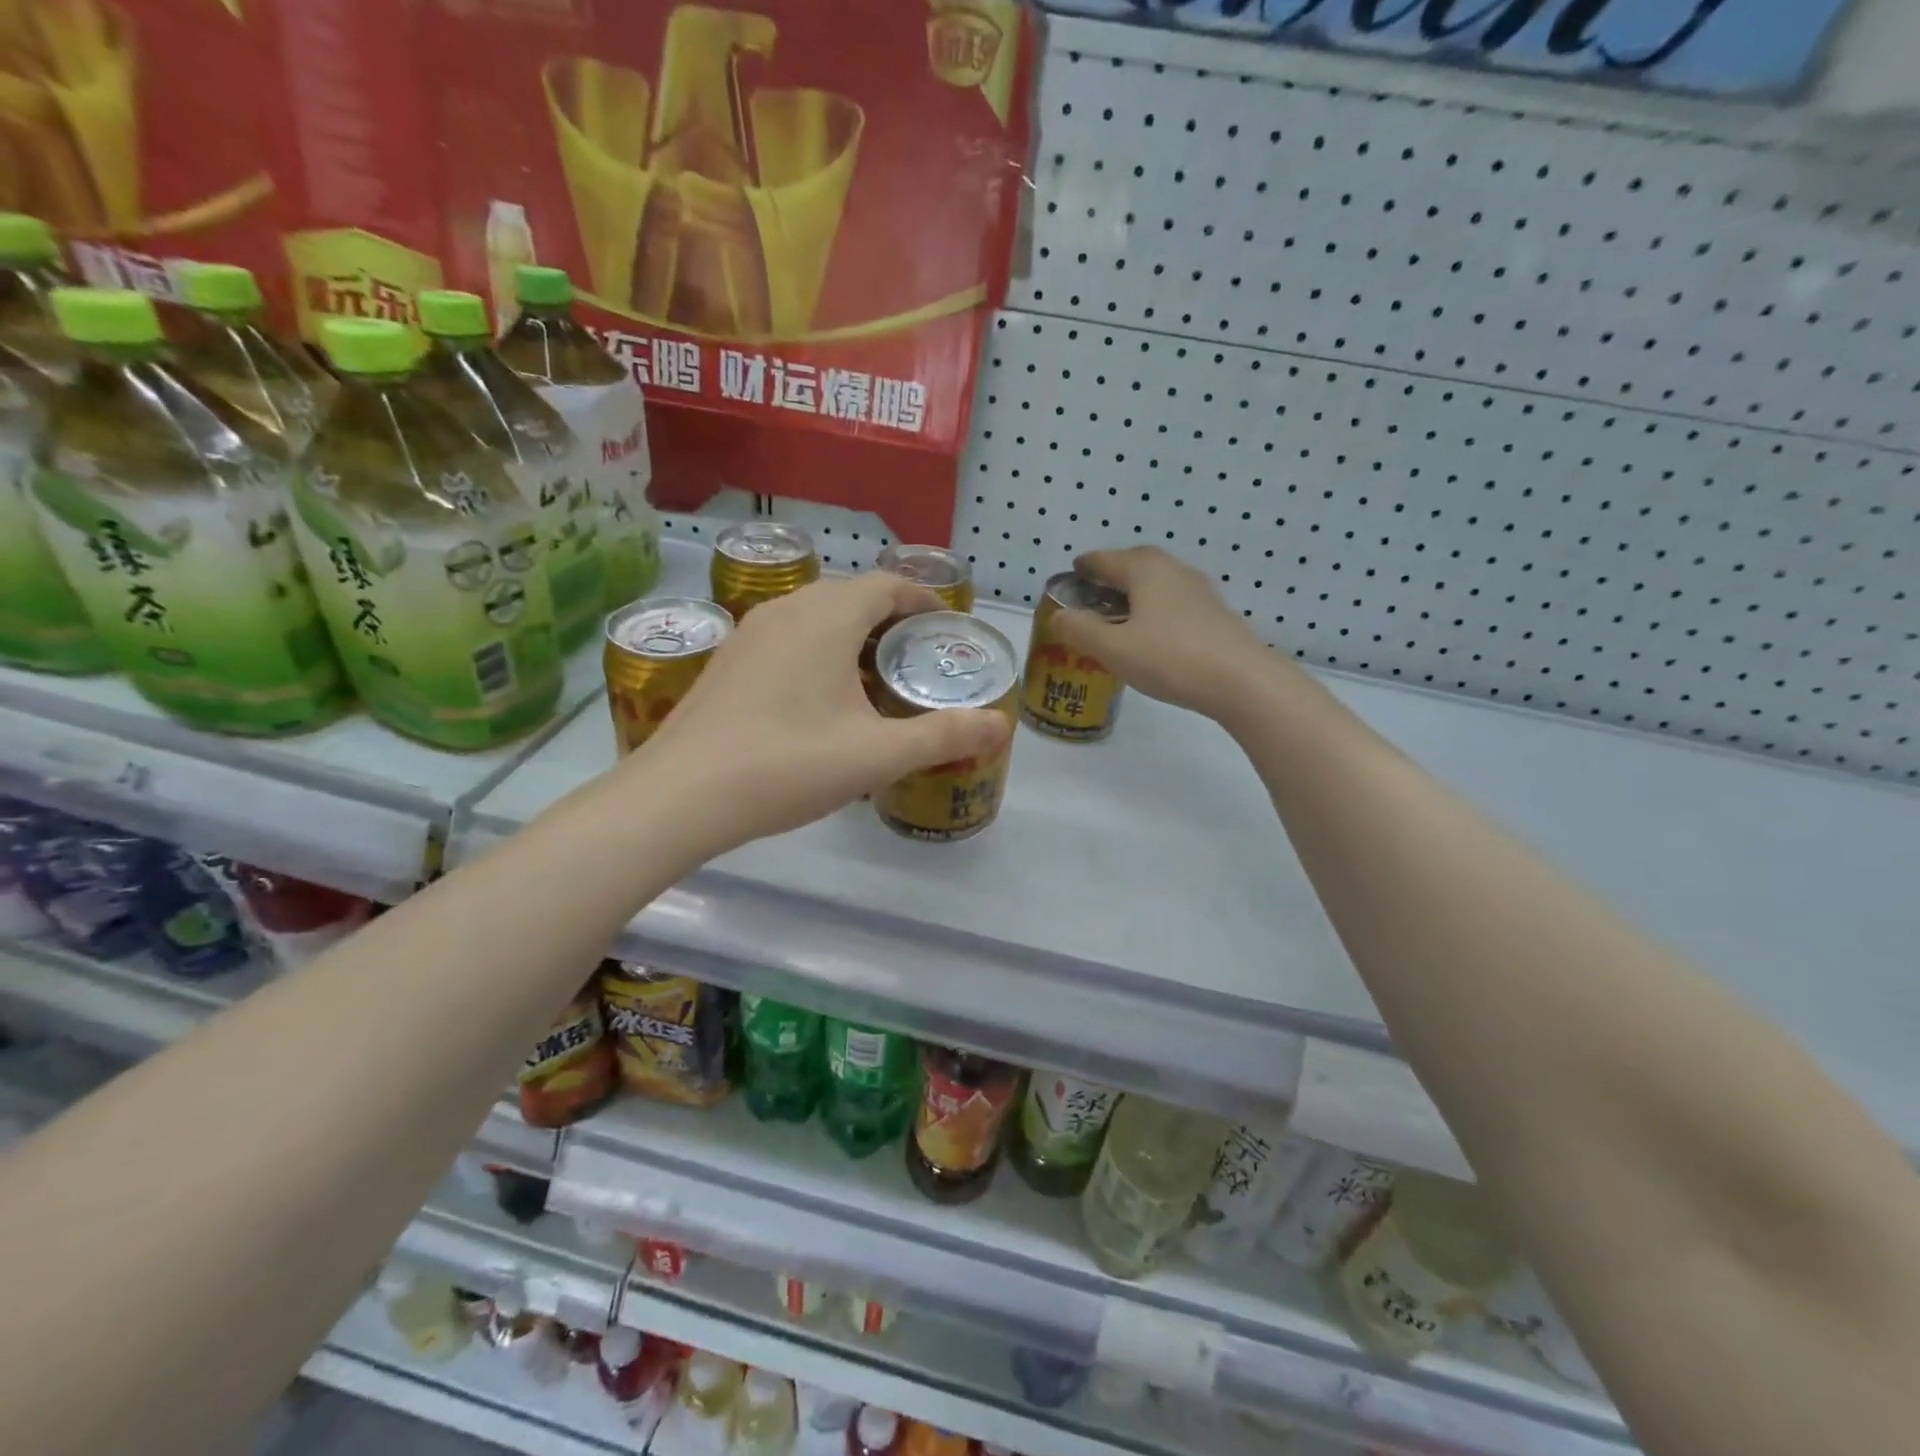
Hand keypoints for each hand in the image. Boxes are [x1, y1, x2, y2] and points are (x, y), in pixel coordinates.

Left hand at [629, 572, 1011, 856]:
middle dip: (888, 619)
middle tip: (915, 659)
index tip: (944, 625)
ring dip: (848, 635)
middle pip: (849, 596)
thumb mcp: (877, 755)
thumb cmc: (788, 764)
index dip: (921, 599)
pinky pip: (784, 639)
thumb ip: (943, 735)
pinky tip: (816, 700)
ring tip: (872, 678)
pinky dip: (814, 652)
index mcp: (827, 618)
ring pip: (813, 617)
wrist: (681, 795)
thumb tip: (1002, 726)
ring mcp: (748, 634)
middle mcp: (787, 610)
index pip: (885, 585)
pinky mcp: (726, 662)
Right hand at [1050, 547, 1284, 719]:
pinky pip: (1174, 601)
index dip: (1083, 567)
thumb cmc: (1170, 658)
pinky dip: (1155, 608)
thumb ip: (1080, 630)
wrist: (1242, 681)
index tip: (1070, 575)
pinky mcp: (1214, 614)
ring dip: (1135, 592)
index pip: (1104, 559)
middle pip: (1135, 563)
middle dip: (1111, 574)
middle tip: (1092, 595)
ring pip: (1158, 582)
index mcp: (1144, 570)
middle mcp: (1173, 570)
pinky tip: (1152, 633)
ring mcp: (1199, 591)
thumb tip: (1057, 615)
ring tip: (1119, 615)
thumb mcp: (1113, 649)